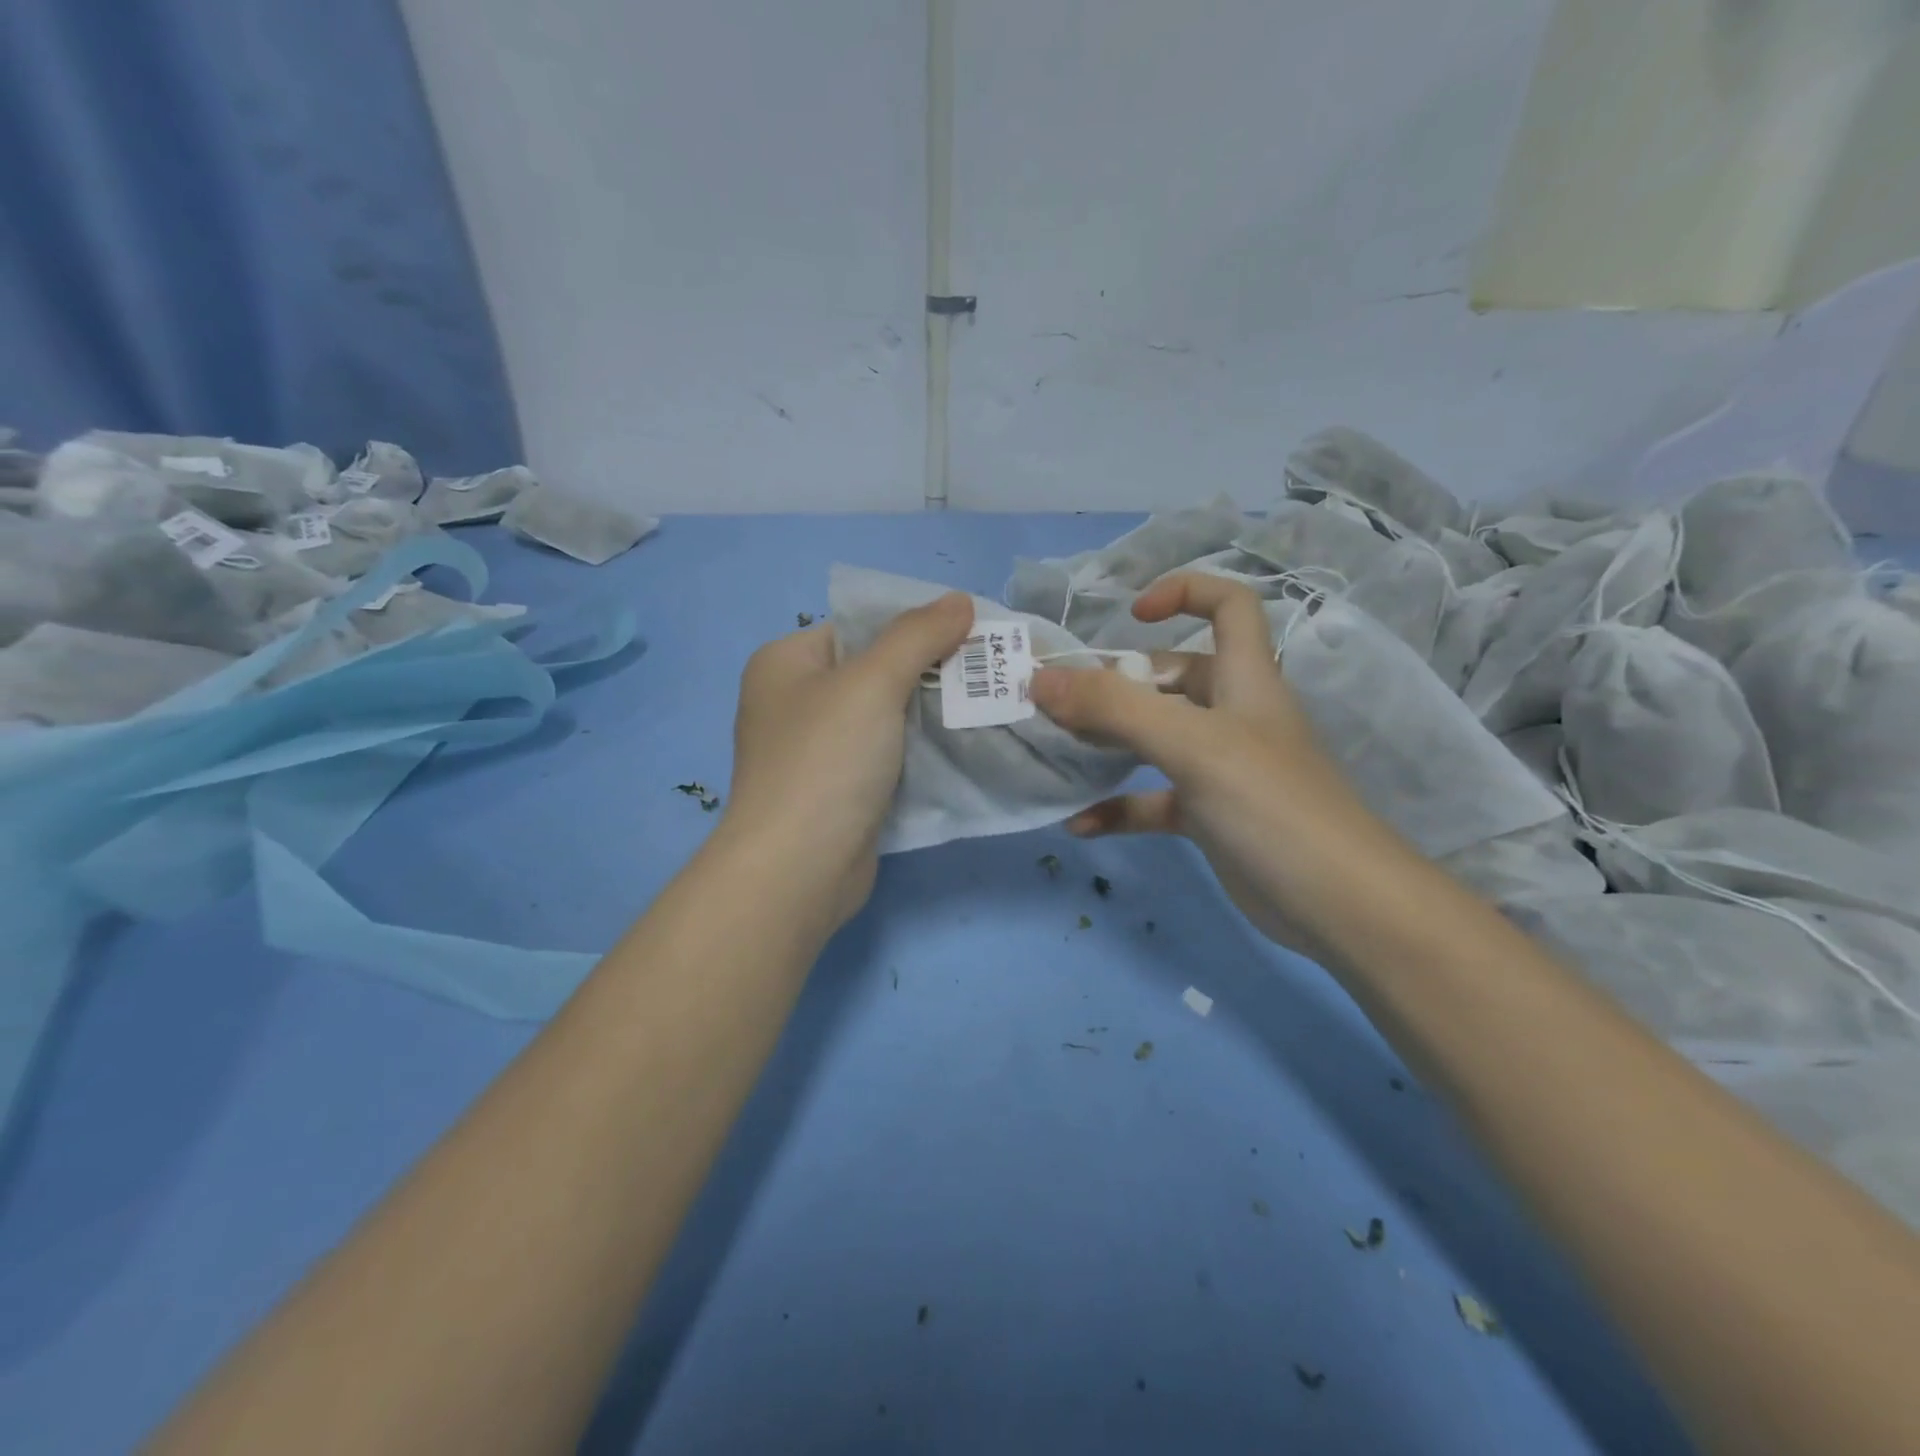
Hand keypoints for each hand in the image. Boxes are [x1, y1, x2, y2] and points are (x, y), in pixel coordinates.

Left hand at [723, 593, 973, 925]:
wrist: (798, 871)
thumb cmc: (825, 761)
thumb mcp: (872, 682)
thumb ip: (917, 635)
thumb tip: (960, 599)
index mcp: (785, 662)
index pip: (858, 626)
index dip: (914, 624)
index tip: (970, 631)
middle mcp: (795, 702)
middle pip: (875, 671)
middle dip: (932, 671)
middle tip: (989, 670)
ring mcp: (817, 751)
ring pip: (886, 718)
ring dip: (932, 714)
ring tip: (989, 704)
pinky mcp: (840, 791)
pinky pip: (887, 758)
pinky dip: (921, 753)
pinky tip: (966, 748)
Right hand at [1028, 574, 1371, 945]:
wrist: (1337, 906)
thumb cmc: (1271, 804)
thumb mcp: (1191, 744)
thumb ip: (1114, 708)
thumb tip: (1039, 678)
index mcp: (1244, 679)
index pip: (1229, 606)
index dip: (1185, 593)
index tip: (1130, 617)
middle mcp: (1233, 715)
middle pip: (1171, 677)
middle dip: (1116, 683)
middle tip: (1060, 702)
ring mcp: (1220, 769)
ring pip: (1156, 739)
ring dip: (1108, 742)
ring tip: (1059, 749)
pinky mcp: (1209, 816)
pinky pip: (1152, 801)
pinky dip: (1117, 808)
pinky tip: (1080, 825)